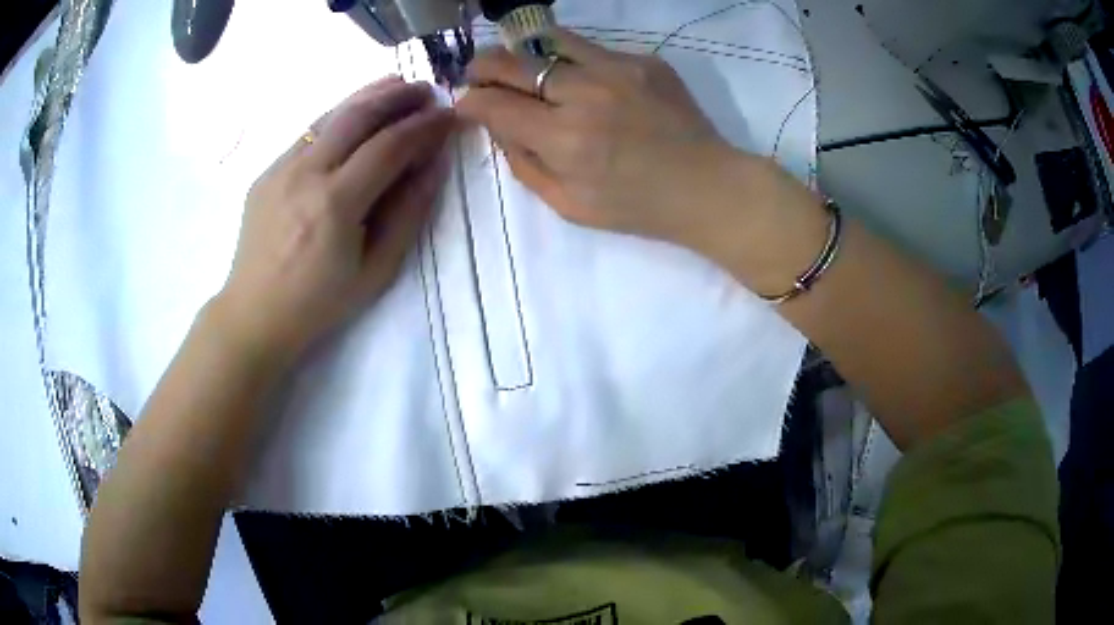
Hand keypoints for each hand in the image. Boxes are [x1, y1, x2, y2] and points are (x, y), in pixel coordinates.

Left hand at [214, 76, 454, 358]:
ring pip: (330, 115)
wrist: (254, 313)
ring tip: (397, 85)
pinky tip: (355, 114)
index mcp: (335, 204)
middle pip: (358, 115)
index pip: (389, 146)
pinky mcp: (267, 171)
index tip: (449, 116)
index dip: (424, 127)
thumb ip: (408, 213)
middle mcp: (305, 174)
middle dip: (398, 97)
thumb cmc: (319, 303)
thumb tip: (433, 164)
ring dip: (367, 95)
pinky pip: (308, 133)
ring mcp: (280, 168)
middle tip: (426, 91)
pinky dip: (339, 115)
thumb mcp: (375, 271)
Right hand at [455, 29, 751, 253]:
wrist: (708, 186)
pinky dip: (569, 60)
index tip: (465, 103)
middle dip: (483, 67)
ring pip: (548, 41)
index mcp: (565, 139)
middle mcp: (586, 94)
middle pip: (513, 62)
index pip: (495, 104)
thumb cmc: (637, 206)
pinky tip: (578, 80)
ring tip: (519, 66)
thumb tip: (496, 124)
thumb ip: (523, 163)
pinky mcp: (643, 60)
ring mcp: (618, 69)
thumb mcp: (568, 205)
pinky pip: (589, 50)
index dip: (470, 101)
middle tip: (477, 75)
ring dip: (522, 53)